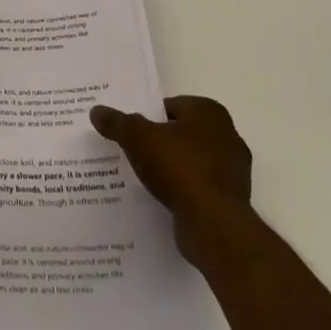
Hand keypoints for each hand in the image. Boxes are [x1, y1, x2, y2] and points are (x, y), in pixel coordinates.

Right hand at [90, 95, 252, 259]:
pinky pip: (199, 186)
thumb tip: (96, 111)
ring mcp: (233, 170)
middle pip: (182, 133)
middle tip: (133, 151)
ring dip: (172, 167)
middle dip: (160, 141)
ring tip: (144, 176)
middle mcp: (227, 135)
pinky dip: (183, 189)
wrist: (213, 223)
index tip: (130, 130)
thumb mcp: (137, 138)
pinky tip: (163, 197)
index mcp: (209, 112)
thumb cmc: (179, 167)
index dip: (148, 116)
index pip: (171, 106)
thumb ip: (117, 123)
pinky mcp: (231, 199)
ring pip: (192, 161)